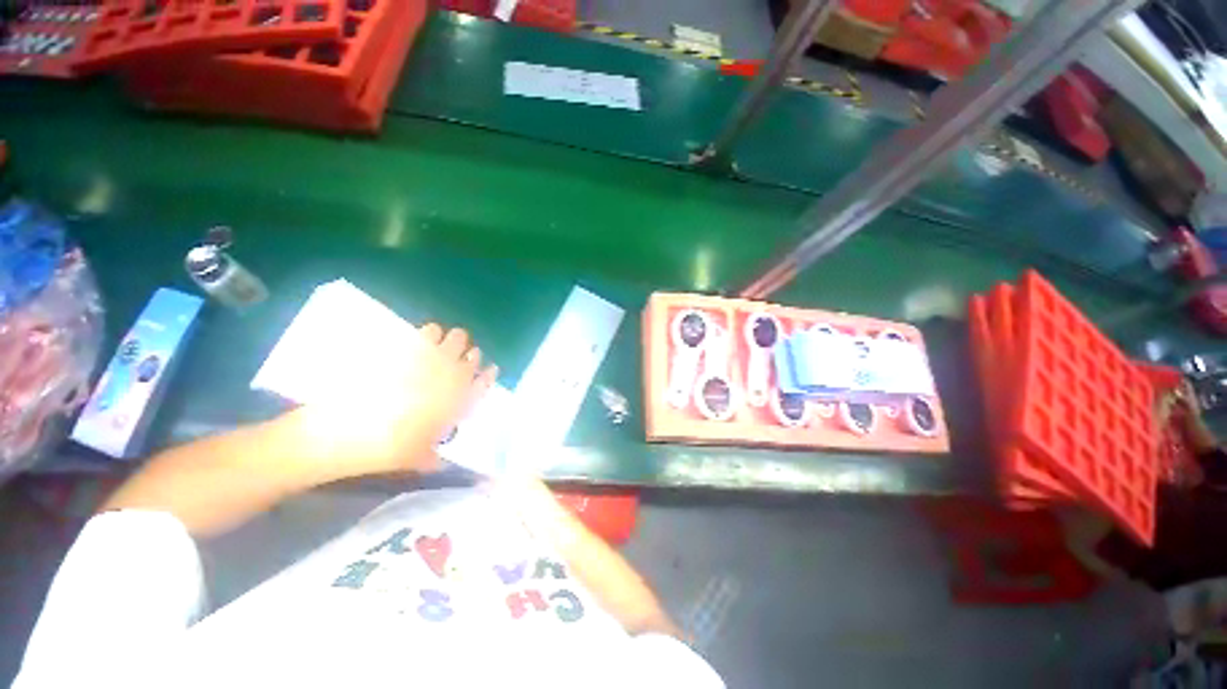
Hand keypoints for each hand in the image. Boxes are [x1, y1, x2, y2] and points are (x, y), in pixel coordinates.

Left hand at [283, 324, 497, 482]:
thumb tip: (439, 459)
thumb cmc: (392, 449)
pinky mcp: (406, 347)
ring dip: (448, 342)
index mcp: (461, 399)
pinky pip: (426, 332)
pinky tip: (415, 344)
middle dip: (467, 356)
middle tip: (453, 363)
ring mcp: (431, 359)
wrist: (348, 431)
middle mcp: (453, 375)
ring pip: (454, 336)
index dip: (487, 374)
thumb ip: (436, 454)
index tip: (486, 371)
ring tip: (435, 351)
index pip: (485, 380)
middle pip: (474, 353)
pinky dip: (426, 335)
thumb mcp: (421, 459)